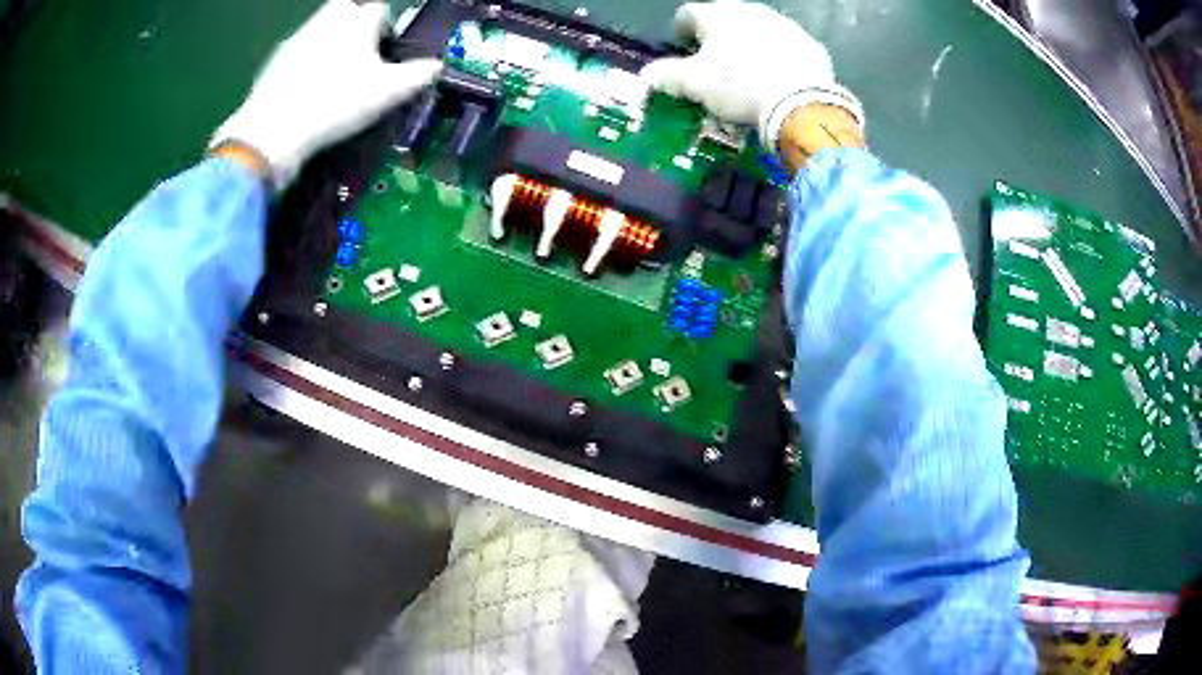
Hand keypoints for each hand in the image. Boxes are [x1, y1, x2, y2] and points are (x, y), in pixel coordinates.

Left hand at [211, 0, 441, 188]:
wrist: (273, 131)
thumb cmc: (336, 104)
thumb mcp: (387, 93)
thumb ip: (416, 75)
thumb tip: (437, 66)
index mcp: (357, 22)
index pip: (379, 10)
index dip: (385, 29)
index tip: (384, 52)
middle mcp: (327, 21)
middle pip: (345, 9)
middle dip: (353, 25)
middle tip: (358, 57)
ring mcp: (297, 40)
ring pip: (319, 29)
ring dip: (329, 43)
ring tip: (332, 78)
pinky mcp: (274, 62)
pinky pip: (297, 53)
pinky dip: (304, 64)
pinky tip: (306, 91)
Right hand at [640, 1, 862, 156]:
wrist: (801, 102)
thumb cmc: (739, 86)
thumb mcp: (695, 84)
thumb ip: (667, 75)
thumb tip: (646, 74)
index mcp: (716, 15)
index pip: (687, 14)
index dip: (681, 30)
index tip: (683, 46)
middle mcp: (749, 10)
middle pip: (725, 17)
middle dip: (717, 35)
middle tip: (715, 60)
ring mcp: (783, 24)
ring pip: (757, 28)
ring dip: (748, 42)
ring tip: (748, 69)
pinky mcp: (808, 43)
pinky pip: (786, 45)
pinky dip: (778, 55)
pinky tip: (778, 77)